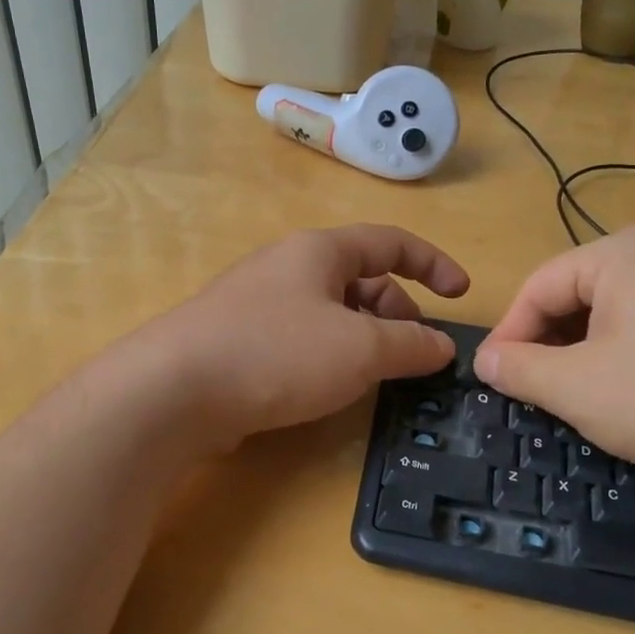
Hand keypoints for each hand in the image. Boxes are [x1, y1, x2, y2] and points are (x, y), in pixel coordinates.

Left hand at [146, 224, 468, 447]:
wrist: (173, 391)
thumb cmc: (278, 353)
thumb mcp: (360, 349)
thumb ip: (410, 345)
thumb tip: (441, 346)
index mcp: (319, 251)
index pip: (390, 242)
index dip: (433, 264)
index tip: (461, 295)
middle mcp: (286, 267)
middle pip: (359, 279)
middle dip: (396, 312)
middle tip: (413, 354)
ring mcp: (256, 304)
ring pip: (329, 312)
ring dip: (362, 338)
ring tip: (374, 377)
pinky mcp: (236, 341)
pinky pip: (299, 339)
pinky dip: (326, 357)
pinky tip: (325, 389)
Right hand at [473, 225, 634, 496]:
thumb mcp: (577, 389)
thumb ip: (519, 370)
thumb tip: (486, 360)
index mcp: (624, 252)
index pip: (540, 286)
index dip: (509, 333)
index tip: (493, 377)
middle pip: (582, 293)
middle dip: (551, 342)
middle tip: (536, 389)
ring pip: (623, 310)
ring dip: (589, 349)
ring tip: (583, 394)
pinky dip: (634, 352)